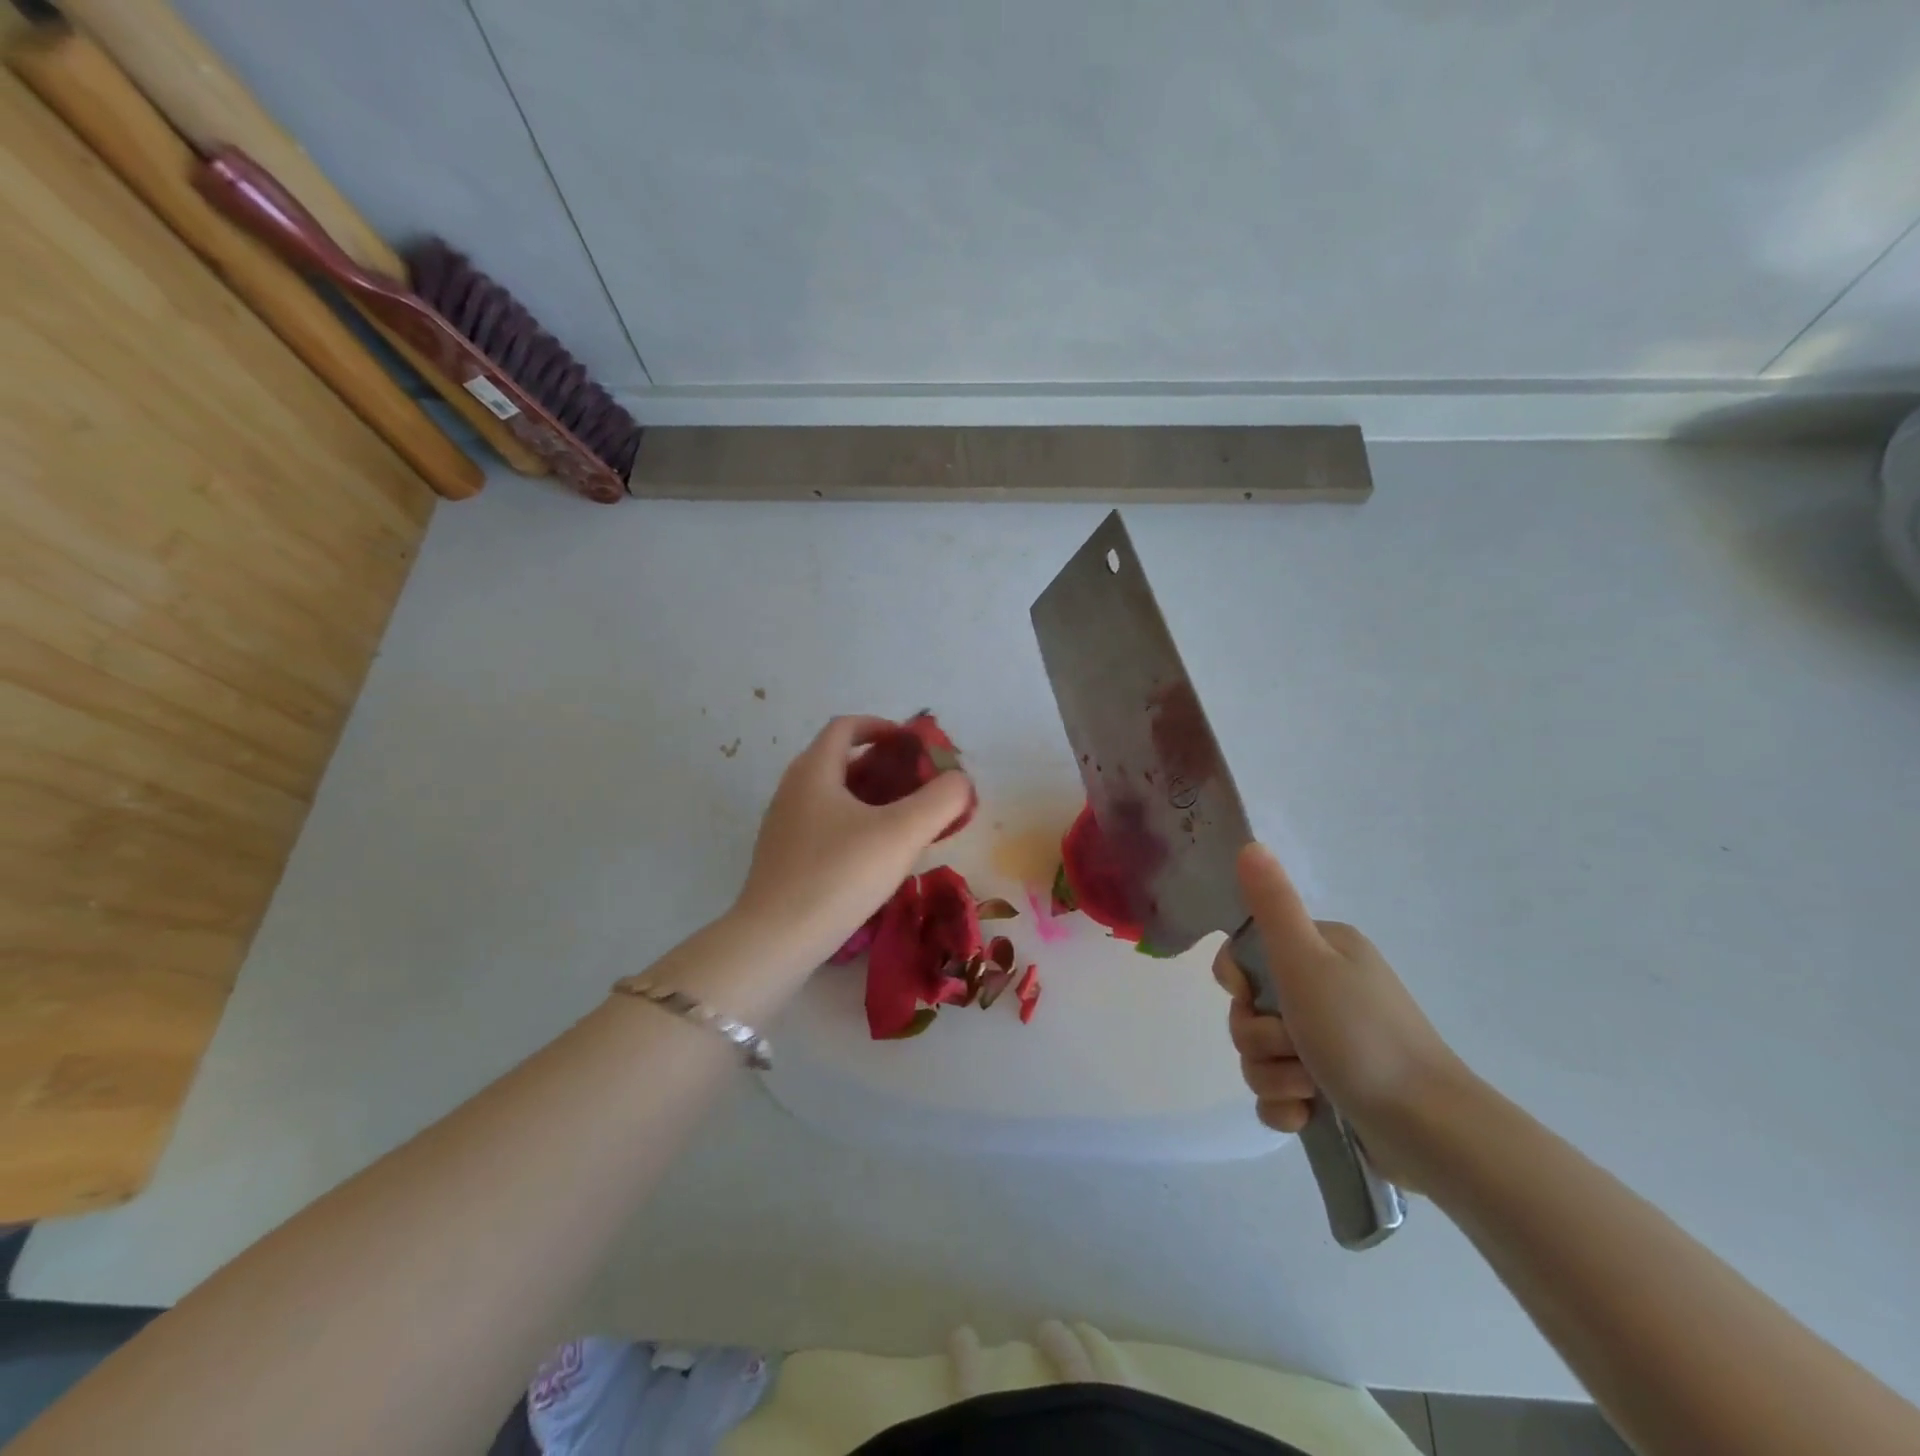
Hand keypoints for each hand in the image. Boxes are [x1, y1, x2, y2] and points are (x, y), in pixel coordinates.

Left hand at [732, 715, 973, 976]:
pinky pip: (825, 825)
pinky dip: (855, 825)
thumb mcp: (902, 834)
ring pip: (834, 796)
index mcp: (814, 770)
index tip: (914, 746)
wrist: (775, 940)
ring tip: (906, 822)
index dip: (883, 727)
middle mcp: (793, 789)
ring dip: (871, 798)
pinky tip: (877, 857)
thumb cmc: (839, 875)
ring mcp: (784, 825)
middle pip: (841, 760)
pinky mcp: (784, 858)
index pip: (847, 726)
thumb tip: (960, 781)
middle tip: (920, 787)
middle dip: (884, 766)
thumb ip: (941, 801)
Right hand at [1212, 843, 1466, 1186]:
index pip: (1247, 953)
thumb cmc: (1362, 1036)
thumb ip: (1273, 905)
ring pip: (1260, 1053)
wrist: (1431, 1130)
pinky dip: (1285, 1106)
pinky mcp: (1332, 1088)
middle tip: (1293, 1048)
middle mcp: (1325, 989)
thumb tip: (1250, 845)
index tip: (1251, 996)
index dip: (1238, 980)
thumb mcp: (1306, 961)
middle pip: (1250, 1009)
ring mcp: (1329, 1041)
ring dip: (1273, 1075)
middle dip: (1259, 1038)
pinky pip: (1279, 1092)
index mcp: (1322, 951)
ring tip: (1310, 1089)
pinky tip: (1306, 1117)